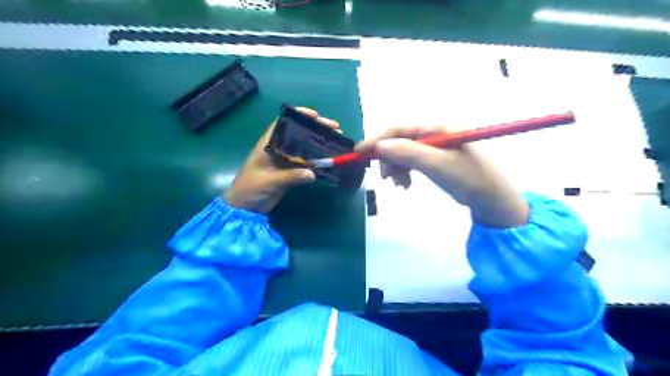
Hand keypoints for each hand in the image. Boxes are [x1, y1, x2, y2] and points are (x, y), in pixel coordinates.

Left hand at [224, 108, 339, 213]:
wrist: (246, 208)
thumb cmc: (250, 189)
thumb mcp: (269, 181)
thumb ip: (290, 176)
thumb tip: (313, 173)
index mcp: (268, 144)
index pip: (284, 123)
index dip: (299, 115)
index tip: (316, 115)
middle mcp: (278, 148)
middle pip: (299, 133)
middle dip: (316, 128)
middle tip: (335, 128)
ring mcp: (285, 160)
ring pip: (304, 146)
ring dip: (319, 142)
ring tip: (337, 139)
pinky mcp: (290, 171)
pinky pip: (306, 162)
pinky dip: (317, 159)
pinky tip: (329, 158)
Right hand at [355, 125, 528, 229]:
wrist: (491, 198)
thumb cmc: (467, 178)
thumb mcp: (436, 165)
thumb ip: (407, 152)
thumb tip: (378, 146)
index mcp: (435, 127)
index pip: (397, 128)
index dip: (376, 139)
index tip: (359, 153)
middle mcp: (432, 132)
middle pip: (398, 140)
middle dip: (388, 158)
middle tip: (385, 178)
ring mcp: (433, 145)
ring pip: (402, 152)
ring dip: (395, 167)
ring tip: (399, 185)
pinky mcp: (434, 158)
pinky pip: (411, 161)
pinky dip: (404, 172)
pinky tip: (406, 184)